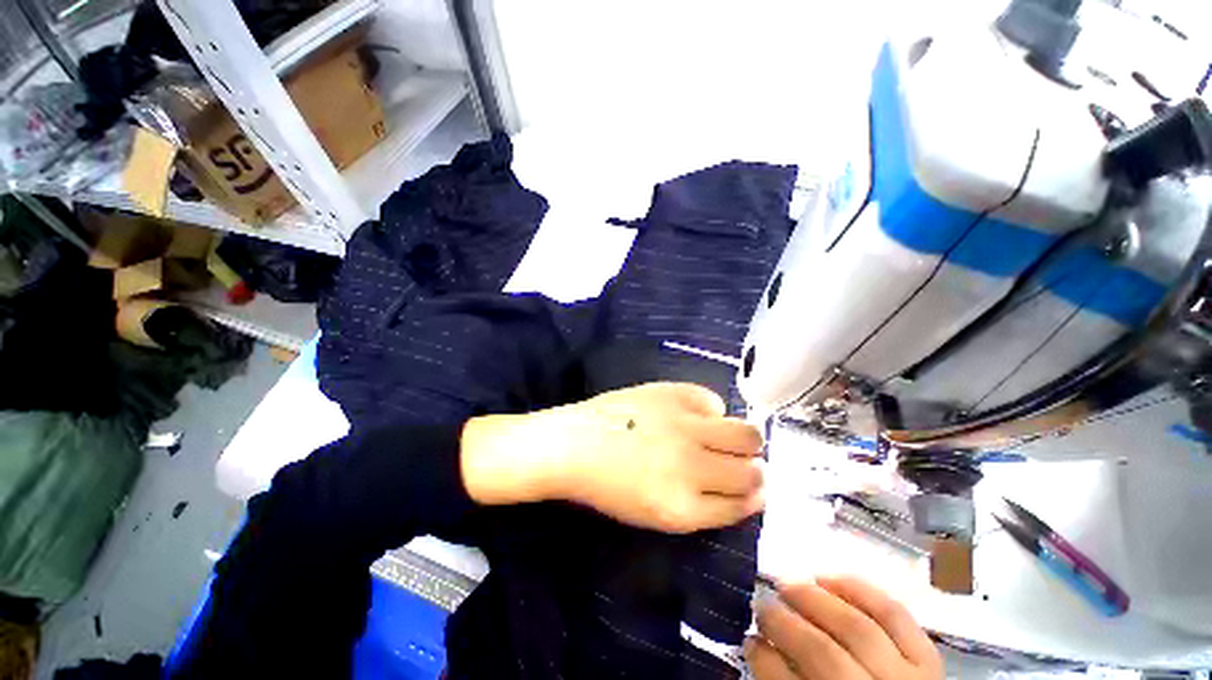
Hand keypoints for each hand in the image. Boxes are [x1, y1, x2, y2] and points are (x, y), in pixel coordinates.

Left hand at [460, 383, 764, 532]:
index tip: (753, 487)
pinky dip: (710, 409)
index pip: (743, 504)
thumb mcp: (658, 514)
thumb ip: (705, 506)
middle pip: (751, 470)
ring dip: (745, 439)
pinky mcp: (673, 394)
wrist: (573, 445)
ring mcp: (683, 425)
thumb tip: (746, 490)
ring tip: (727, 435)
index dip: (753, 495)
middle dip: (754, 469)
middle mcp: (691, 466)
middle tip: (740, 461)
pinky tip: (693, 414)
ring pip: (746, 433)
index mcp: (683, 508)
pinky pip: (713, 400)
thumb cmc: (609, 486)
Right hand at [747, 577, 941, 679]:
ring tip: (789, 585)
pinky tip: (830, 578)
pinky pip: (895, 615)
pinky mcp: (929, 658)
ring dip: (814, 599)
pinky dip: (860, 590)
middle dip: (784, 622)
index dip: (764, 659)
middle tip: (763, 604)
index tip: (749, 639)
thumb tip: (757, 645)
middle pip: (824, 652)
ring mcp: (909, 676)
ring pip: (857, 628)